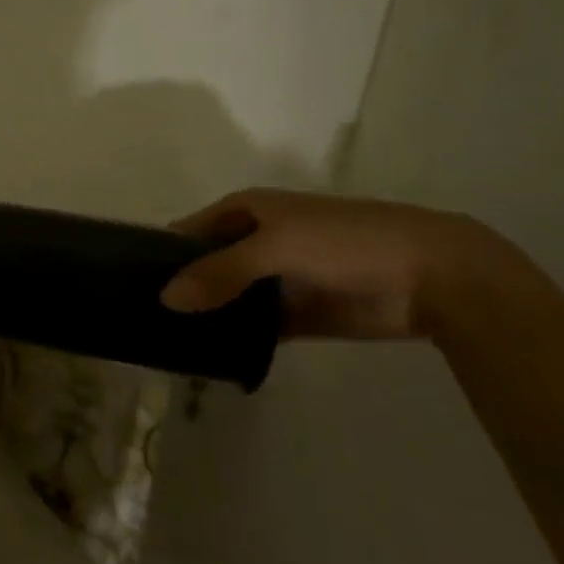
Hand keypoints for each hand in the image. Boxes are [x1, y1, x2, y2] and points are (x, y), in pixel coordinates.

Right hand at [161, 187, 508, 340]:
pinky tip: (207, 354)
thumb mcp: (275, 246)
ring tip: (165, 338)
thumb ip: (218, 271)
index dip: (163, 249)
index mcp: (249, 210)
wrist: (435, 276)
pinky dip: (236, 337)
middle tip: (141, 314)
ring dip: (207, 314)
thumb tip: (165, 297)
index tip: (128, 275)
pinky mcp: (299, 314)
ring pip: (229, 296)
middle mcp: (258, 241)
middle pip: (207, 264)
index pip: (191, 228)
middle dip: (181, 286)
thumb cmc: (346, 242)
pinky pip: (256, 325)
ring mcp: (279, 278)